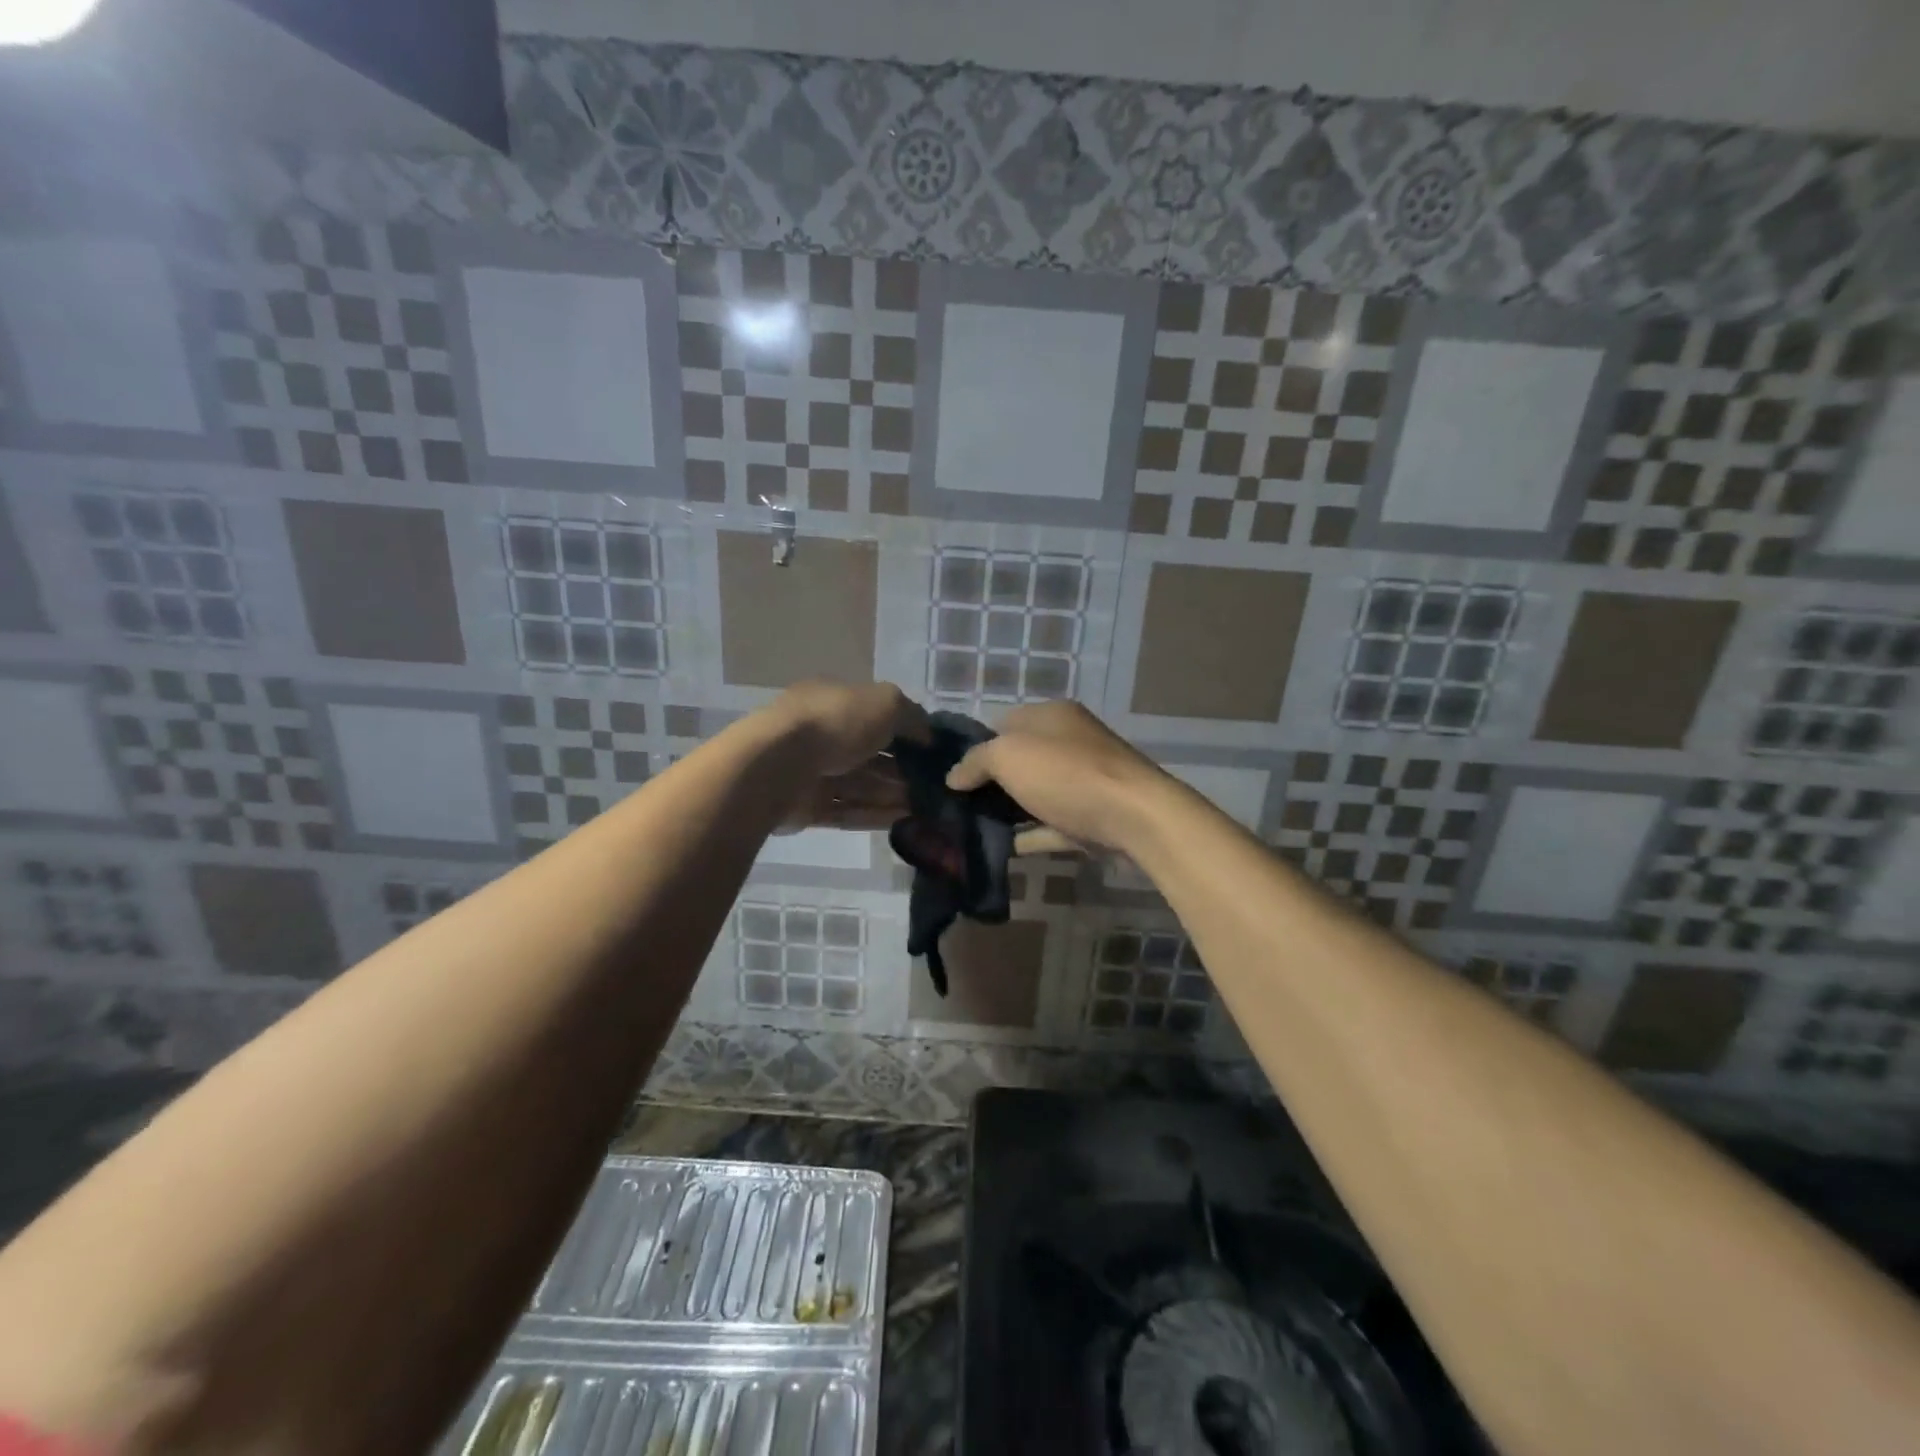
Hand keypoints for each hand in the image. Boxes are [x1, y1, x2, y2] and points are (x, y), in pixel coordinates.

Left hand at [763, 681, 929, 830]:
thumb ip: (912, 717)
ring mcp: (813, 772)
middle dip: (902, 769)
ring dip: (893, 795)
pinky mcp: (808, 807)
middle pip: (870, 754)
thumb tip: (928, 736)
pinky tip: (905, 820)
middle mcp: (822, 734)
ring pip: (861, 785)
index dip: (906, 732)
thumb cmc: (836, 721)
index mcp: (834, 701)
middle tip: (935, 785)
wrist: (779, 764)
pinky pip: (847, 811)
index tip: (934, 751)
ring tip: (927, 807)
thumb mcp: (886, 703)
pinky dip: (875, 815)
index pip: (876, 715)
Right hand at [944, 701, 1168, 853]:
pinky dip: (1031, 835)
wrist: (1135, 818)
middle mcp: (1071, 742)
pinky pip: (1052, 825)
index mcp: (1052, 716)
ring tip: (971, 828)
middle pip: (1021, 759)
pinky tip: (1003, 848)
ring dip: (1009, 810)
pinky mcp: (1092, 817)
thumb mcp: (1009, 755)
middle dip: (991, 781)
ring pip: (1036, 793)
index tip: (952, 773)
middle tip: (956, 804)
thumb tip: (954, 776)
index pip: (1004, 722)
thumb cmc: (1067, 774)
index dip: (976, 745)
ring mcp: (1084, 781)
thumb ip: (976, 761)